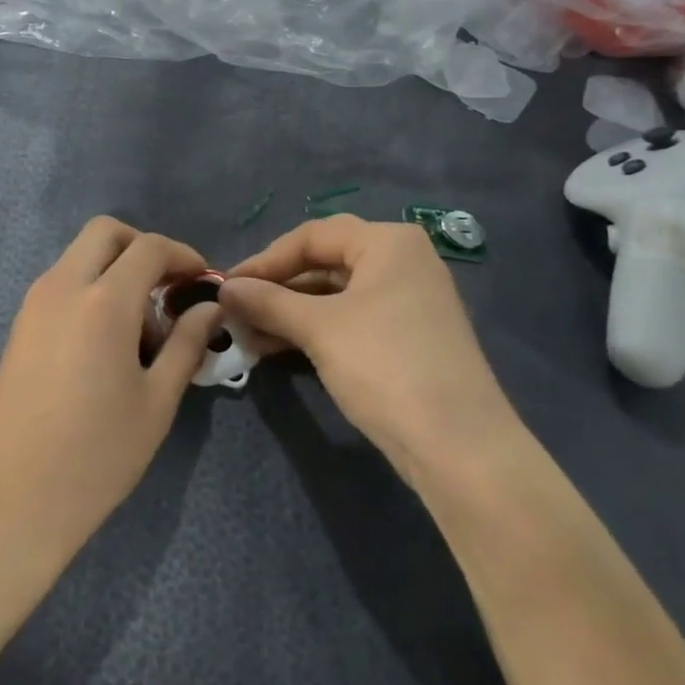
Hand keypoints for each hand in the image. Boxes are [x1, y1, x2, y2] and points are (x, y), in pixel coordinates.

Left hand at [0, 217, 219, 569]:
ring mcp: (34, 303)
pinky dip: (90, 289)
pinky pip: (62, 283)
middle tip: (167, 290)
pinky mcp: (19, 325)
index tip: (202, 282)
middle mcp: (63, 286)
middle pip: (105, 232)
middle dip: (142, 247)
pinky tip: (106, 343)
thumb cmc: (97, 453)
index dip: (183, 255)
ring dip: (114, 270)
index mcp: (103, 300)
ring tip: (139, 330)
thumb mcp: (156, 400)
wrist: (13, 499)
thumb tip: (209, 309)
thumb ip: (187, 344)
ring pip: (80, 256)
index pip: (149, 247)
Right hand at [221, 215, 520, 486]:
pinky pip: (350, 319)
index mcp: (387, 242)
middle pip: (323, 262)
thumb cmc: (384, 366)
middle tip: (236, 310)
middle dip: (276, 287)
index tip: (227, 287)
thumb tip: (224, 289)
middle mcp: (402, 261)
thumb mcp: (319, 329)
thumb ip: (267, 302)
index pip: (311, 236)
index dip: (264, 260)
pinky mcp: (407, 337)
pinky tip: (278, 347)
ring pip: (334, 295)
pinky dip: (314, 329)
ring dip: (290, 312)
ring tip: (248, 334)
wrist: (460, 448)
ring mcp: (408, 301)